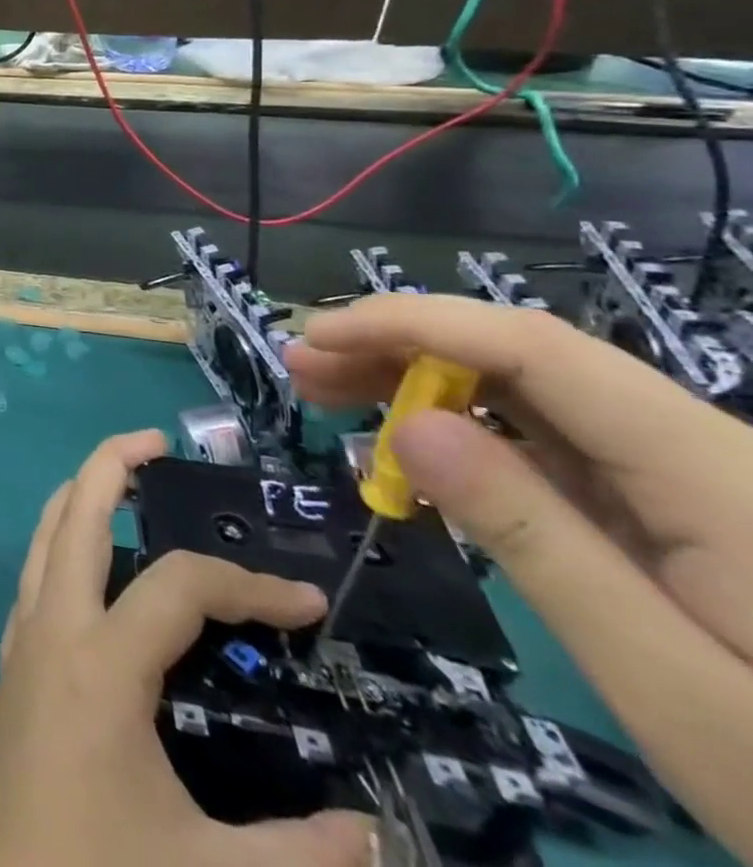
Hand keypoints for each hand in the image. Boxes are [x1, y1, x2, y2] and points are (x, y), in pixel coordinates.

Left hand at [0, 431, 372, 866]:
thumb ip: (304, 856)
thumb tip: (378, 836)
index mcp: (99, 661)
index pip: (180, 587)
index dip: (249, 586)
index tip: (310, 603)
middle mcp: (51, 629)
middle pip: (75, 515)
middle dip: (111, 465)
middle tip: (156, 441)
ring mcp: (21, 644)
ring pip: (43, 539)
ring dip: (79, 498)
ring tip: (122, 481)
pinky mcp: (10, 670)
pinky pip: (34, 580)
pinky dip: (61, 548)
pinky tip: (93, 572)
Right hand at [289, 295, 752, 864]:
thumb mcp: (672, 687)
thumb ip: (537, 542)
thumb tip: (412, 427)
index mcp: (720, 480)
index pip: (541, 352)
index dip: (416, 324)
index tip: (317, 338)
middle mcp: (705, 454)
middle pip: (528, 358)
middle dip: (400, 346)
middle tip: (301, 366)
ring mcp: (692, 480)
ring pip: (531, 392)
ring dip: (420, 381)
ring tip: (327, 391)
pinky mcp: (677, 511)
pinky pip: (549, 444)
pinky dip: (462, 433)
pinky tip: (408, 448)